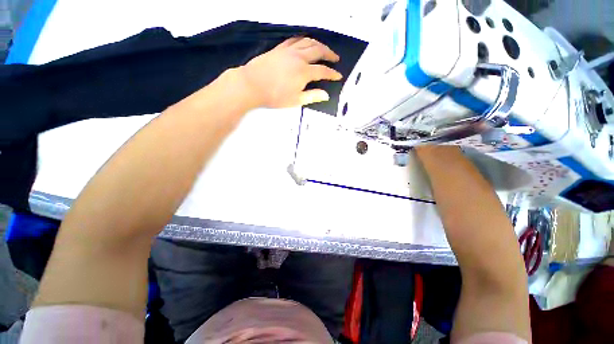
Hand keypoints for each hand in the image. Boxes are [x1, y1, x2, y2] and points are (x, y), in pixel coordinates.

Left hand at [240, 37, 342, 107]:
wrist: (252, 84)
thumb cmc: (274, 96)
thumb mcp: (295, 100)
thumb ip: (312, 96)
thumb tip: (326, 95)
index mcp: (304, 72)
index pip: (323, 71)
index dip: (332, 73)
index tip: (338, 76)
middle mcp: (299, 57)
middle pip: (318, 50)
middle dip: (329, 54)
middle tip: (335, 58)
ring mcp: (289, 51)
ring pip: (308, 42)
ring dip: (319, 44)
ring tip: (324, 49)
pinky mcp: (280, 48)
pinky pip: (295, 40)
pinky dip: (304, 40)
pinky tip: (306, 43)